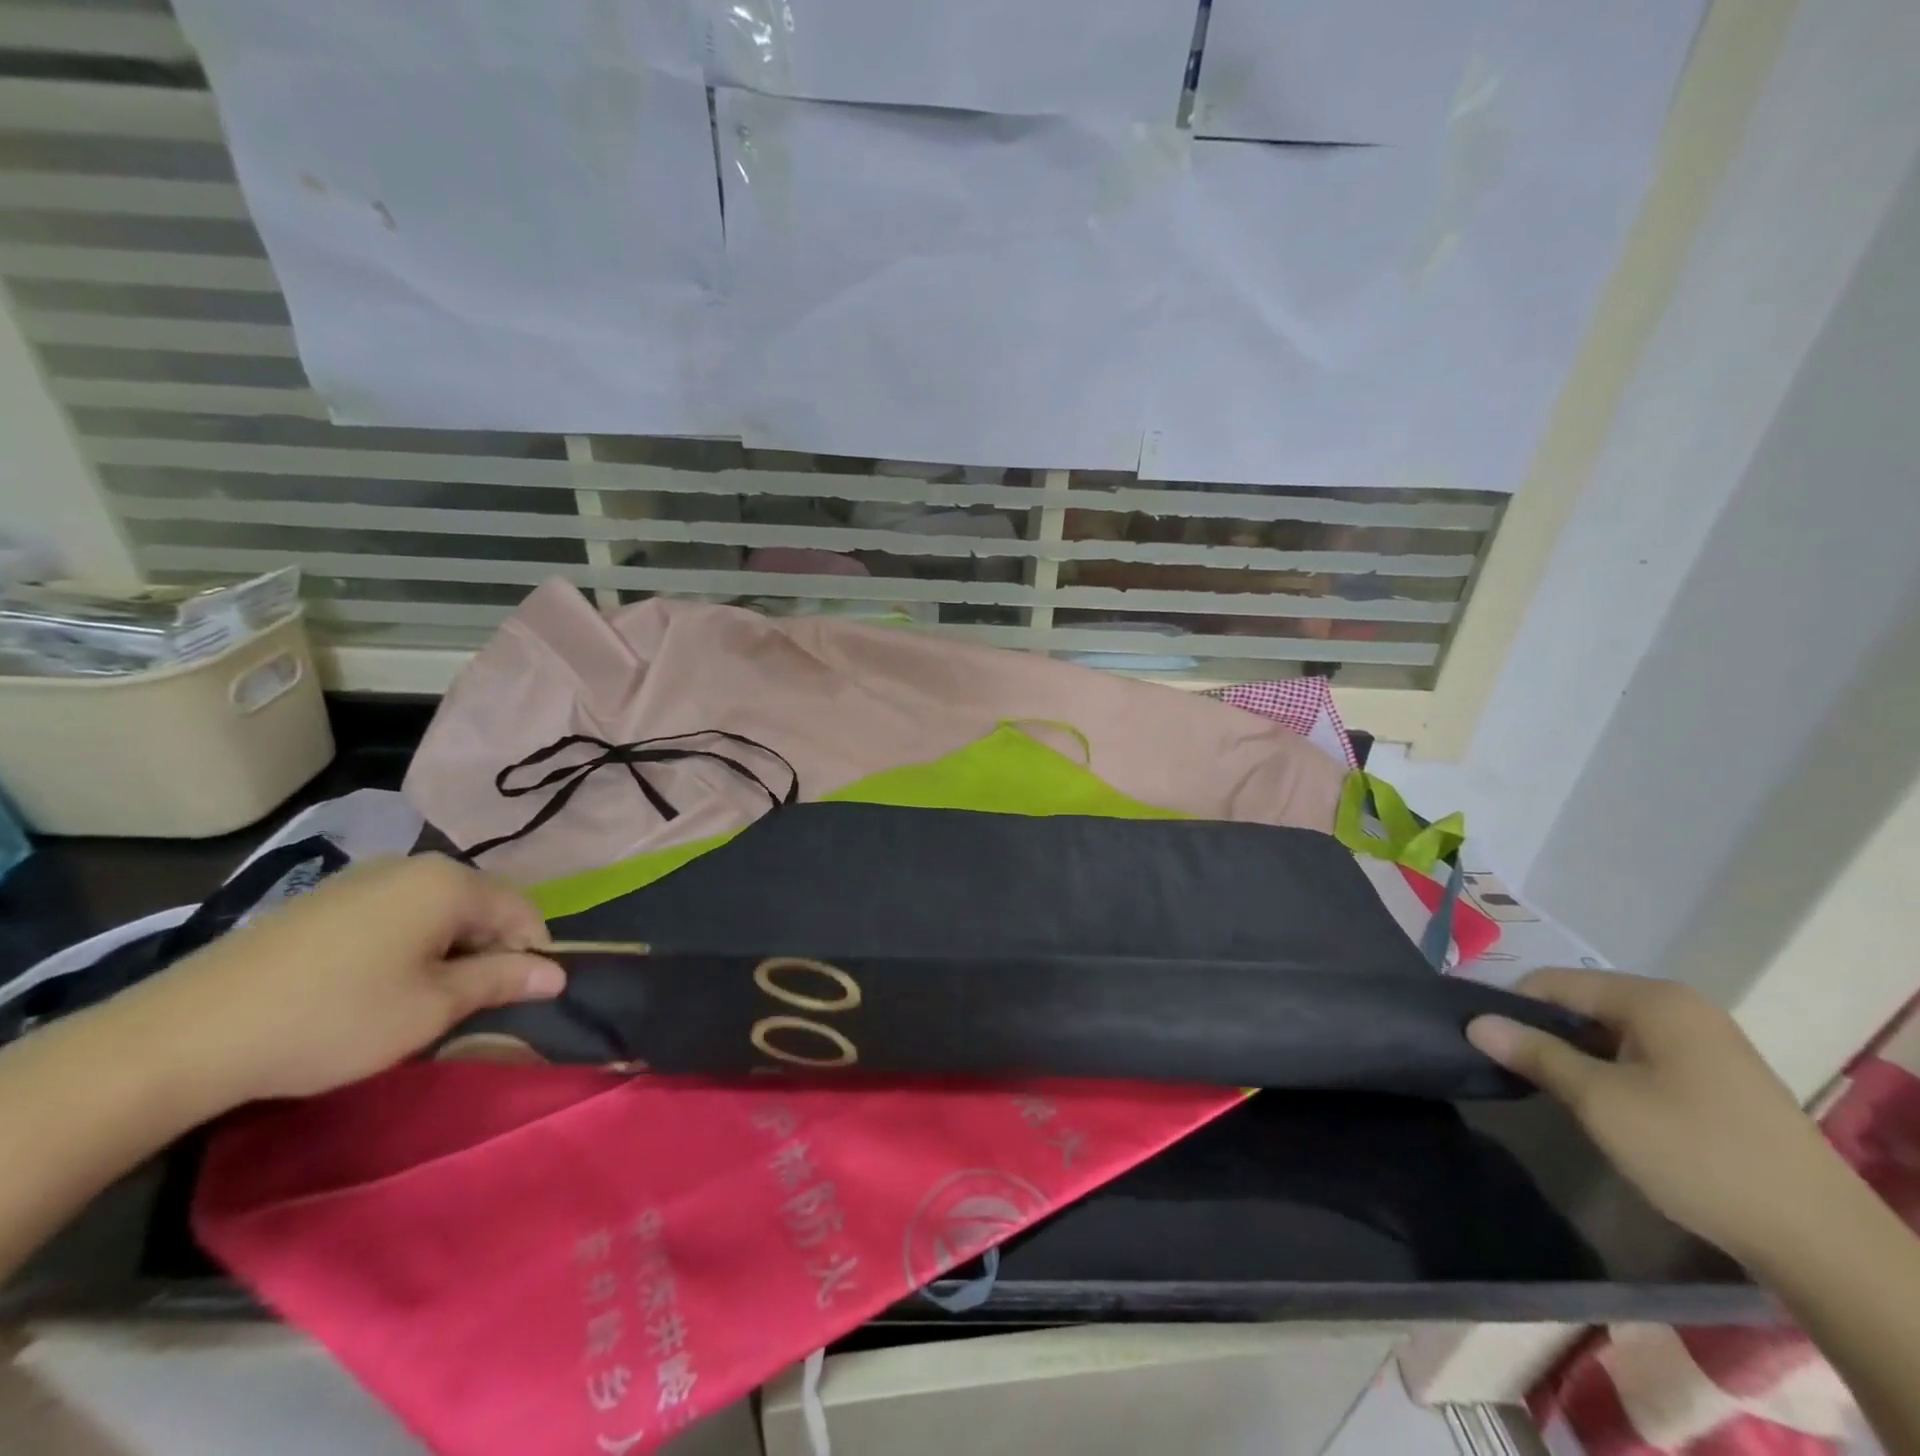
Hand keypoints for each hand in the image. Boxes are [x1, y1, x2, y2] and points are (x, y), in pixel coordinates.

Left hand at [116, 855, 564, 1107]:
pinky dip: (408, 943)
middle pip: (480, 904)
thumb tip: (557, 974)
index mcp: (449, 883)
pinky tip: (377, 984)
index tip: (521, 998)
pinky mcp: (325, 898)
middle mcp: (413, 865)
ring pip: (437, 909)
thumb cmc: (334, 1018)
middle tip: (470, 1004)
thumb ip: (502, 981)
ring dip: (448, 949)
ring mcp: (364, 877)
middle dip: (488, 950)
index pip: (522, 910)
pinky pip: (395, 912)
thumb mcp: (433, 1008)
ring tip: (424, 998)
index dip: (532, 954)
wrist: (185, 1034)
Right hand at [1468, 968, 1848, 1267]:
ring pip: (1610, 1033)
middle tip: (1507, 1066)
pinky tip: (1599, 1104)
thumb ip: (1534, 1053)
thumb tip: (1475, 1022)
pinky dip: (1609, 1071)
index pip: (1554, 982)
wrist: (1821, 1241)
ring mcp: (1706, 1044)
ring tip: (1546, 1087)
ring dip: (1575, 1055)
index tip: (1477, 1036)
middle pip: (1583, 1004)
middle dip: (1542, 1031)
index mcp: (1653, 999)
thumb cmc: (1696, 1152)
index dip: (1510, 1005)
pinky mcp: (1719, 1079)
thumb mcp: (1599, 1100)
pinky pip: (1641, 1056)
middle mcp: (1681, 1008)